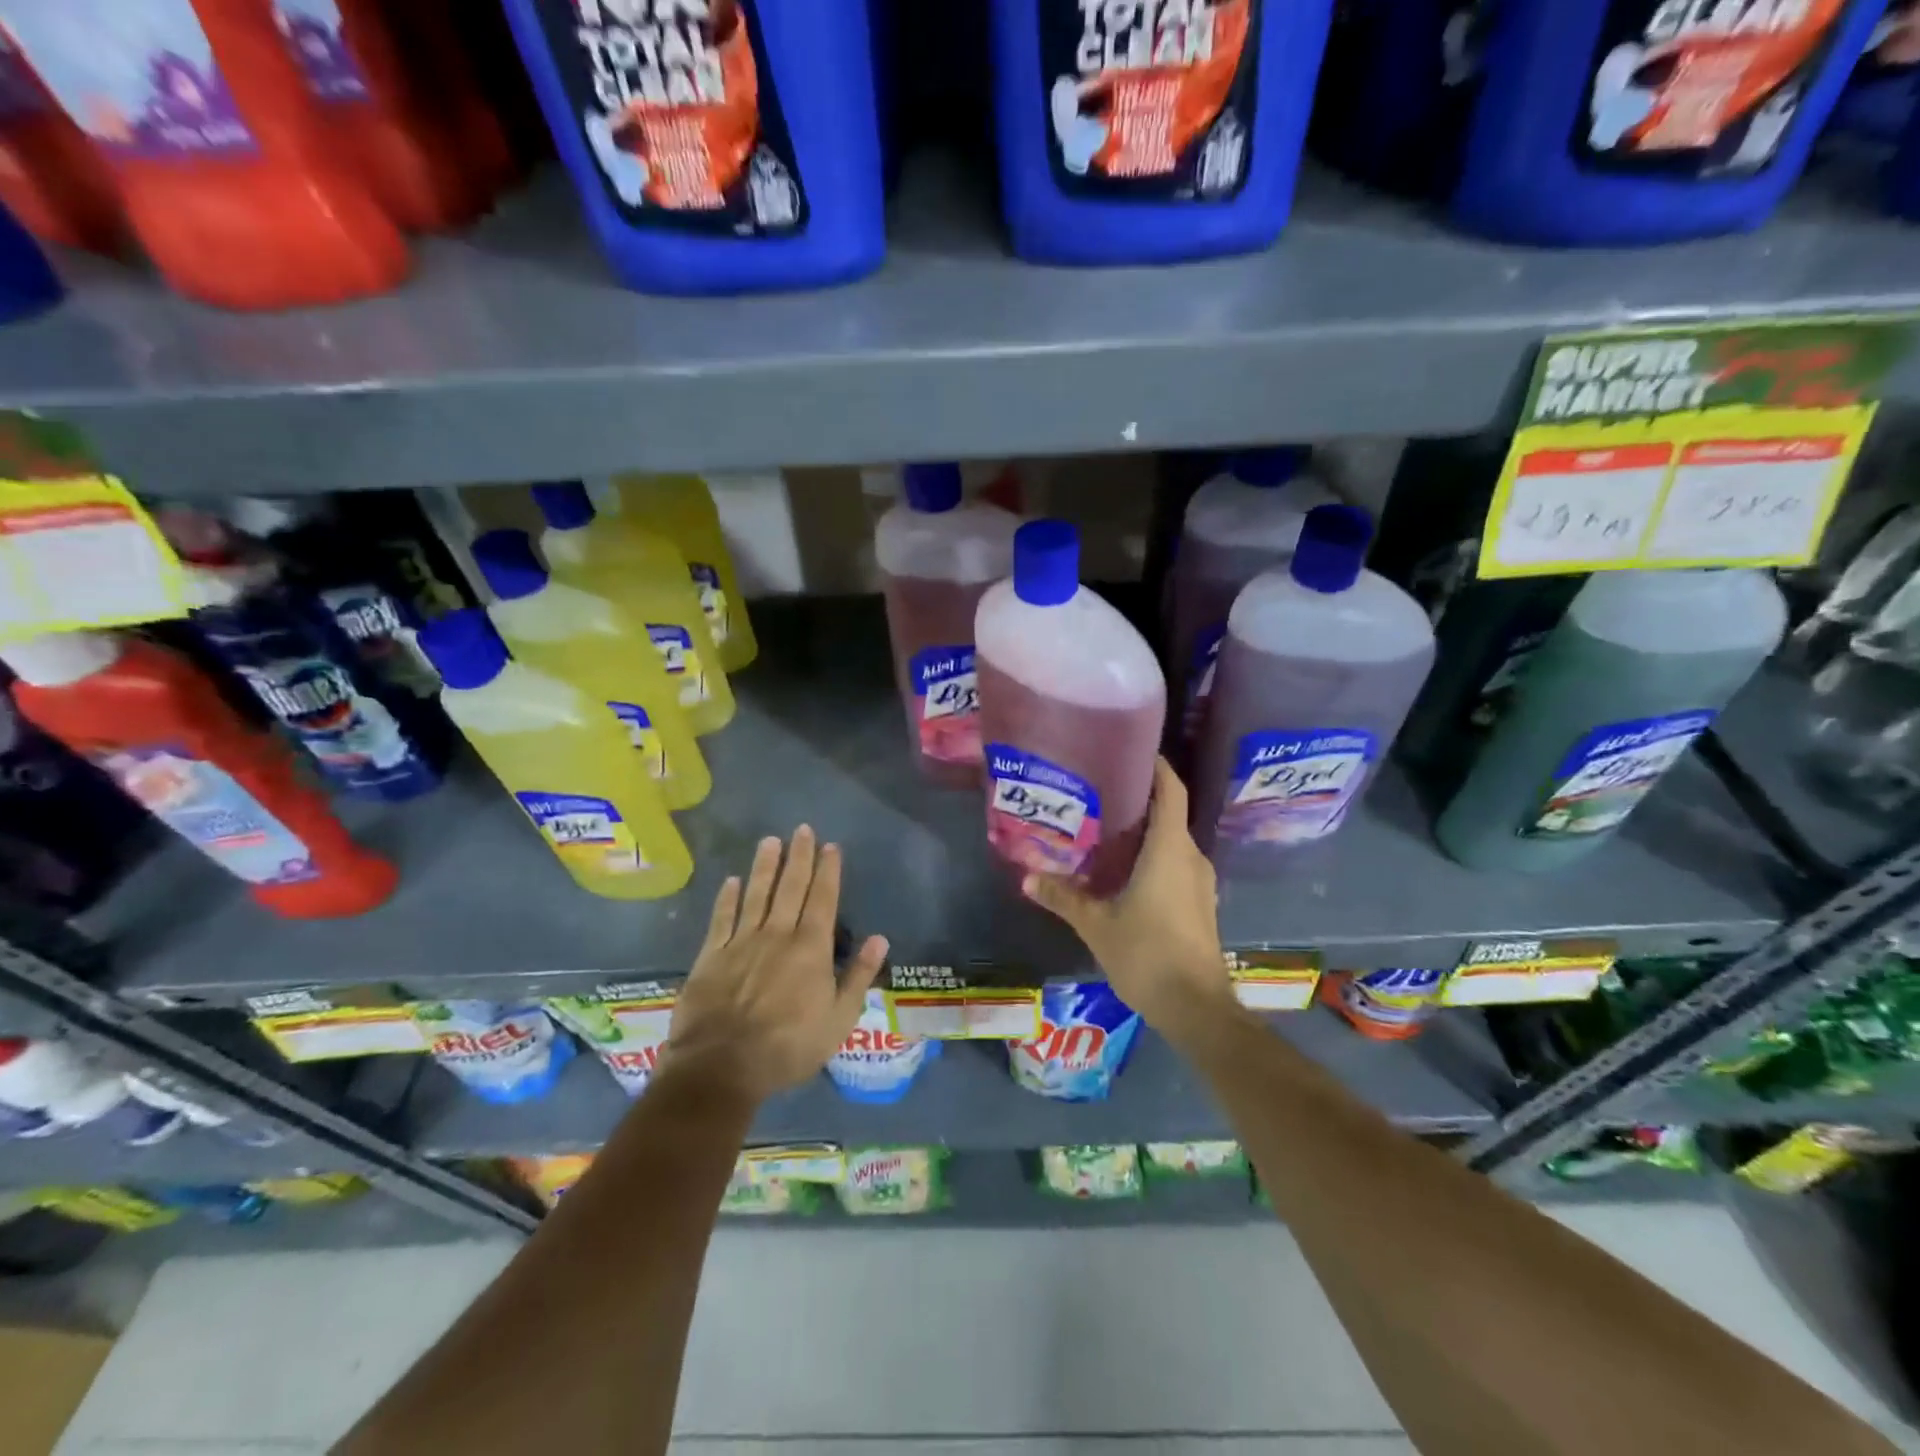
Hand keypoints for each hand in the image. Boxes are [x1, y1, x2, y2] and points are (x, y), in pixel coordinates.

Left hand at [663, 827, 888, 1104]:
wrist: (722, 1066)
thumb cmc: (789, 1046)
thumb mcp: (838, 1019)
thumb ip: (859, 976)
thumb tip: (880, 938)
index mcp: (811, 948)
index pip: (823, 899)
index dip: (828, 870)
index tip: (831, 846)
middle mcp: (778, 934)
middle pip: (791, 887)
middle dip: (799, 857)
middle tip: (802, 829)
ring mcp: (741, 942)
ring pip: (756, 894)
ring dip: (765, 866)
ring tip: (770, 840)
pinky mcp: (711, 956)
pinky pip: (721, 918)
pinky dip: (727, 898)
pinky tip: (732, 880)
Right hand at [1022, 758, 1234, 1034]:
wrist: (1196, 1007)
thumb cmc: (1147, 954)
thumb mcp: (1097, 924)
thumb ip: (1064, 896)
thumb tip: (1027, 877)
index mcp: (1169, 849)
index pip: (1170, 790)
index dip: (1156, 766)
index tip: (1132, 751)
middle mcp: (1190, 856)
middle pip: (1169, 813)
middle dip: (1138, 800)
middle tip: (1098, 792)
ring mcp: (1200, 882)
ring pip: (1172, 841)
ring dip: (1145, 831)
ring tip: (1104, 830)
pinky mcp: (1200, 904)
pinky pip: (1176, 864)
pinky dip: (1153, 857)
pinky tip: (1124, 871)